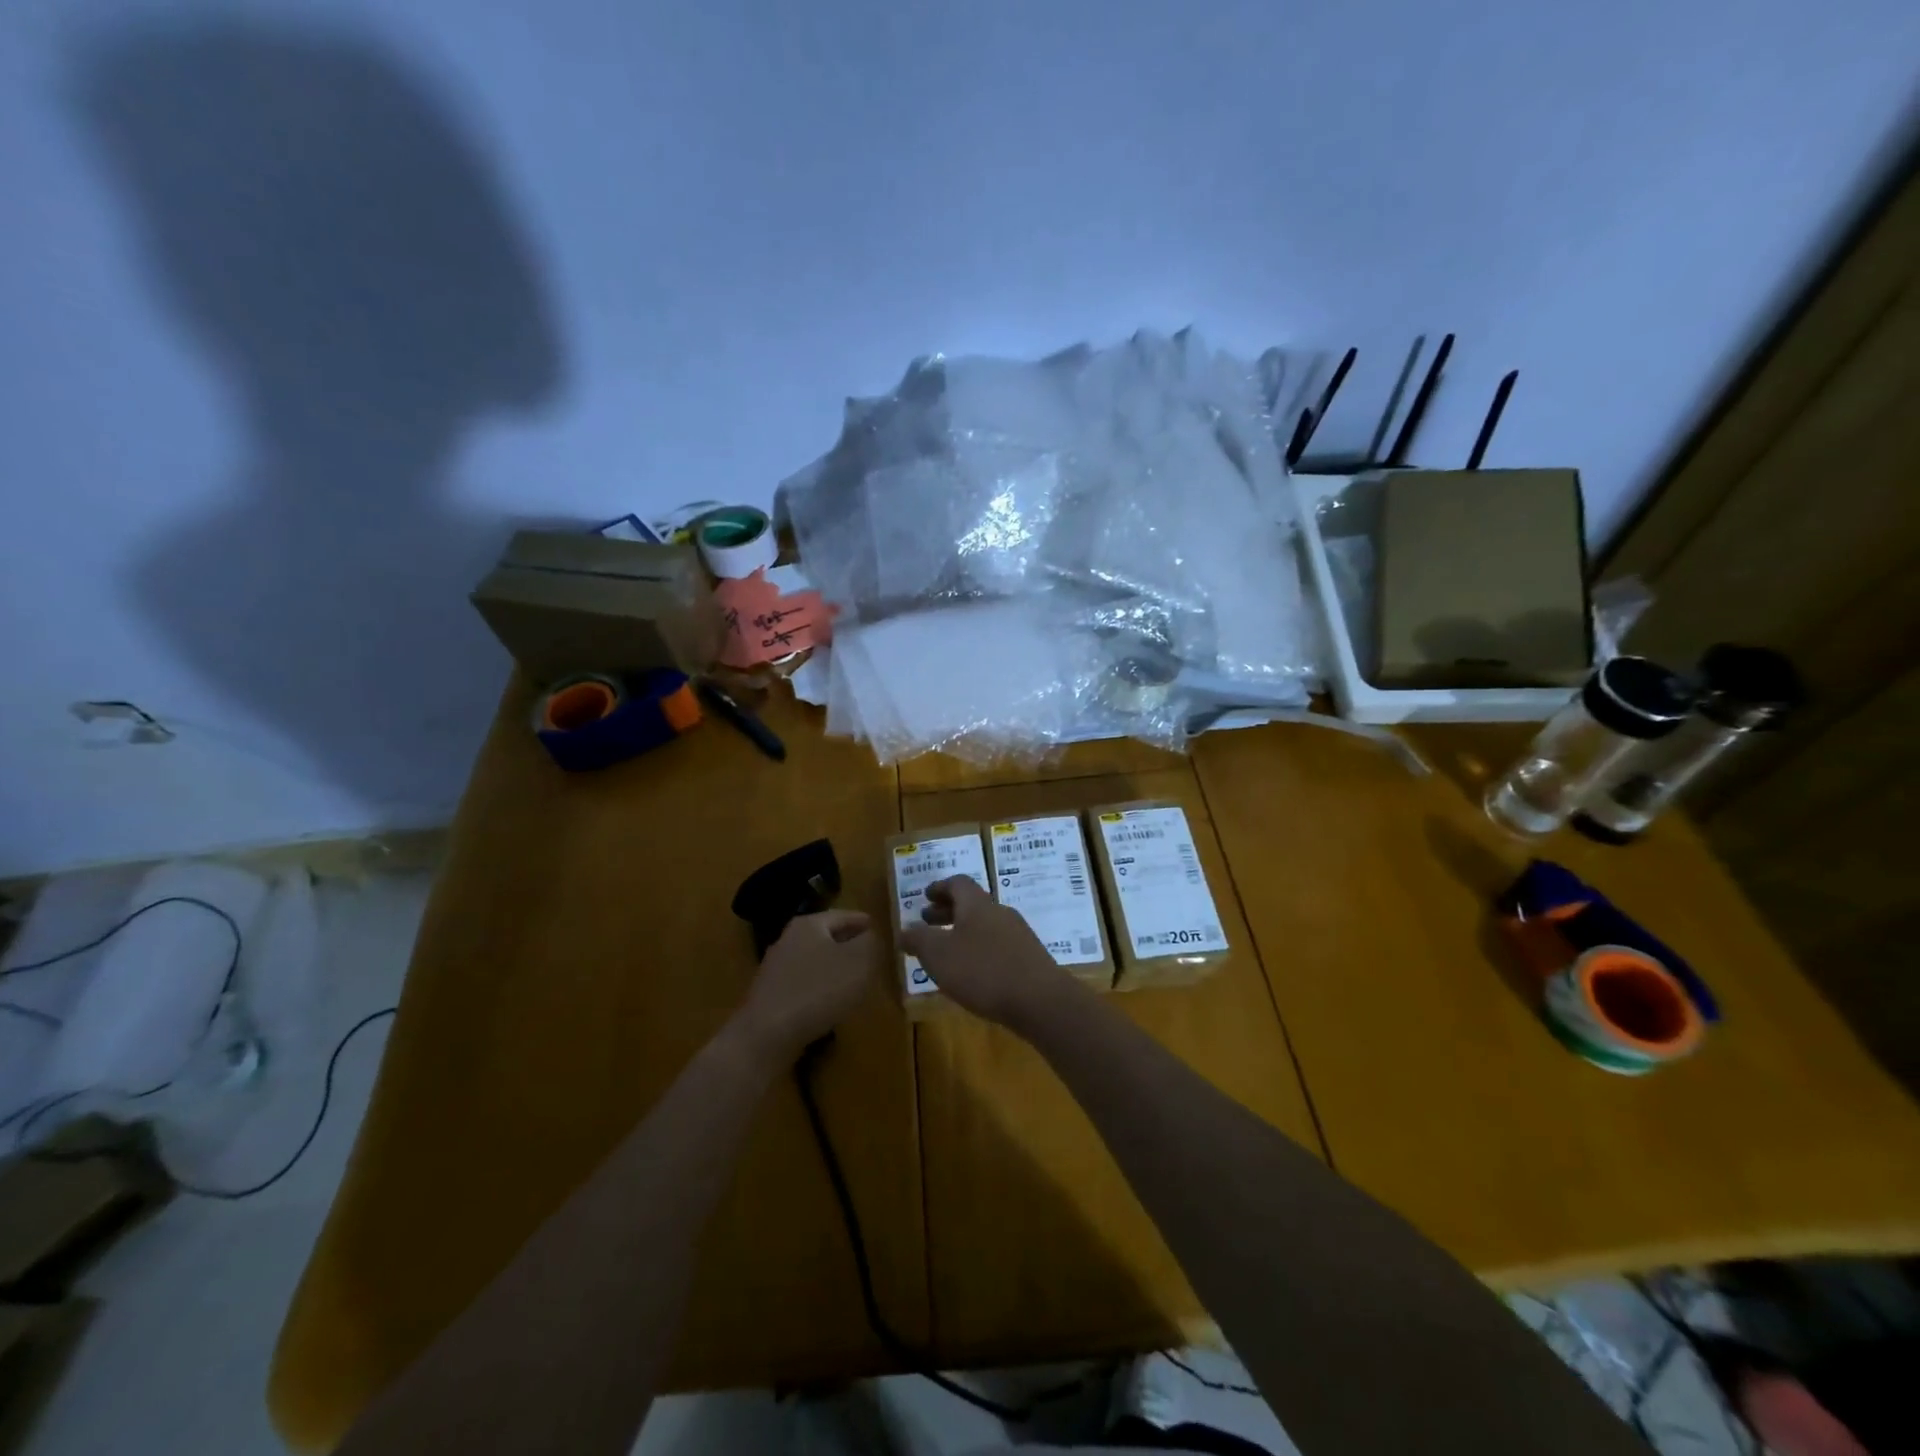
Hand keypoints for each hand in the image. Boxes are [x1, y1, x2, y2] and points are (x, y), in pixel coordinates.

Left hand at [737, 911, 875, 1064]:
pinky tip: (833, 1003)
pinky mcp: (772, 995)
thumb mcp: (859, 961)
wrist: (767, 1035)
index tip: (882, 931)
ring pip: (817, 960)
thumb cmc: (818, 990)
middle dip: (851, 945)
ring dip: (836, 968)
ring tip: (857, 981)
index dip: (865, 923)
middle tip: (873, 956)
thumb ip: (872, 942)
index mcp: (810, 924)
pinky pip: (805, 983)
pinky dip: (822, 988)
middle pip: (828, 936)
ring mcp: (777, 968)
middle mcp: (789, 939)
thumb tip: (873, 936)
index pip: (844, 915)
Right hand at [900, 877, 1075, 1031]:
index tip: (925, 896)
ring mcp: (1018, 934)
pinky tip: (973, 973)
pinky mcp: (1029, 958)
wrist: (1040, 1000)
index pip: (957, 883)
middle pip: (971, 903)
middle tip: (928, 922)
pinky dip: (979, 950)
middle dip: (948, 911)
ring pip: (985, 925)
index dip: (939, 887)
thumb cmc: (983, 970)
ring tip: (947, 952)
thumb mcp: (938, 955)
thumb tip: (904, 930)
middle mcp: (999, 912)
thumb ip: (918, 940)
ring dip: (963, 932)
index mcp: (977, 904)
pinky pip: (998, 945)